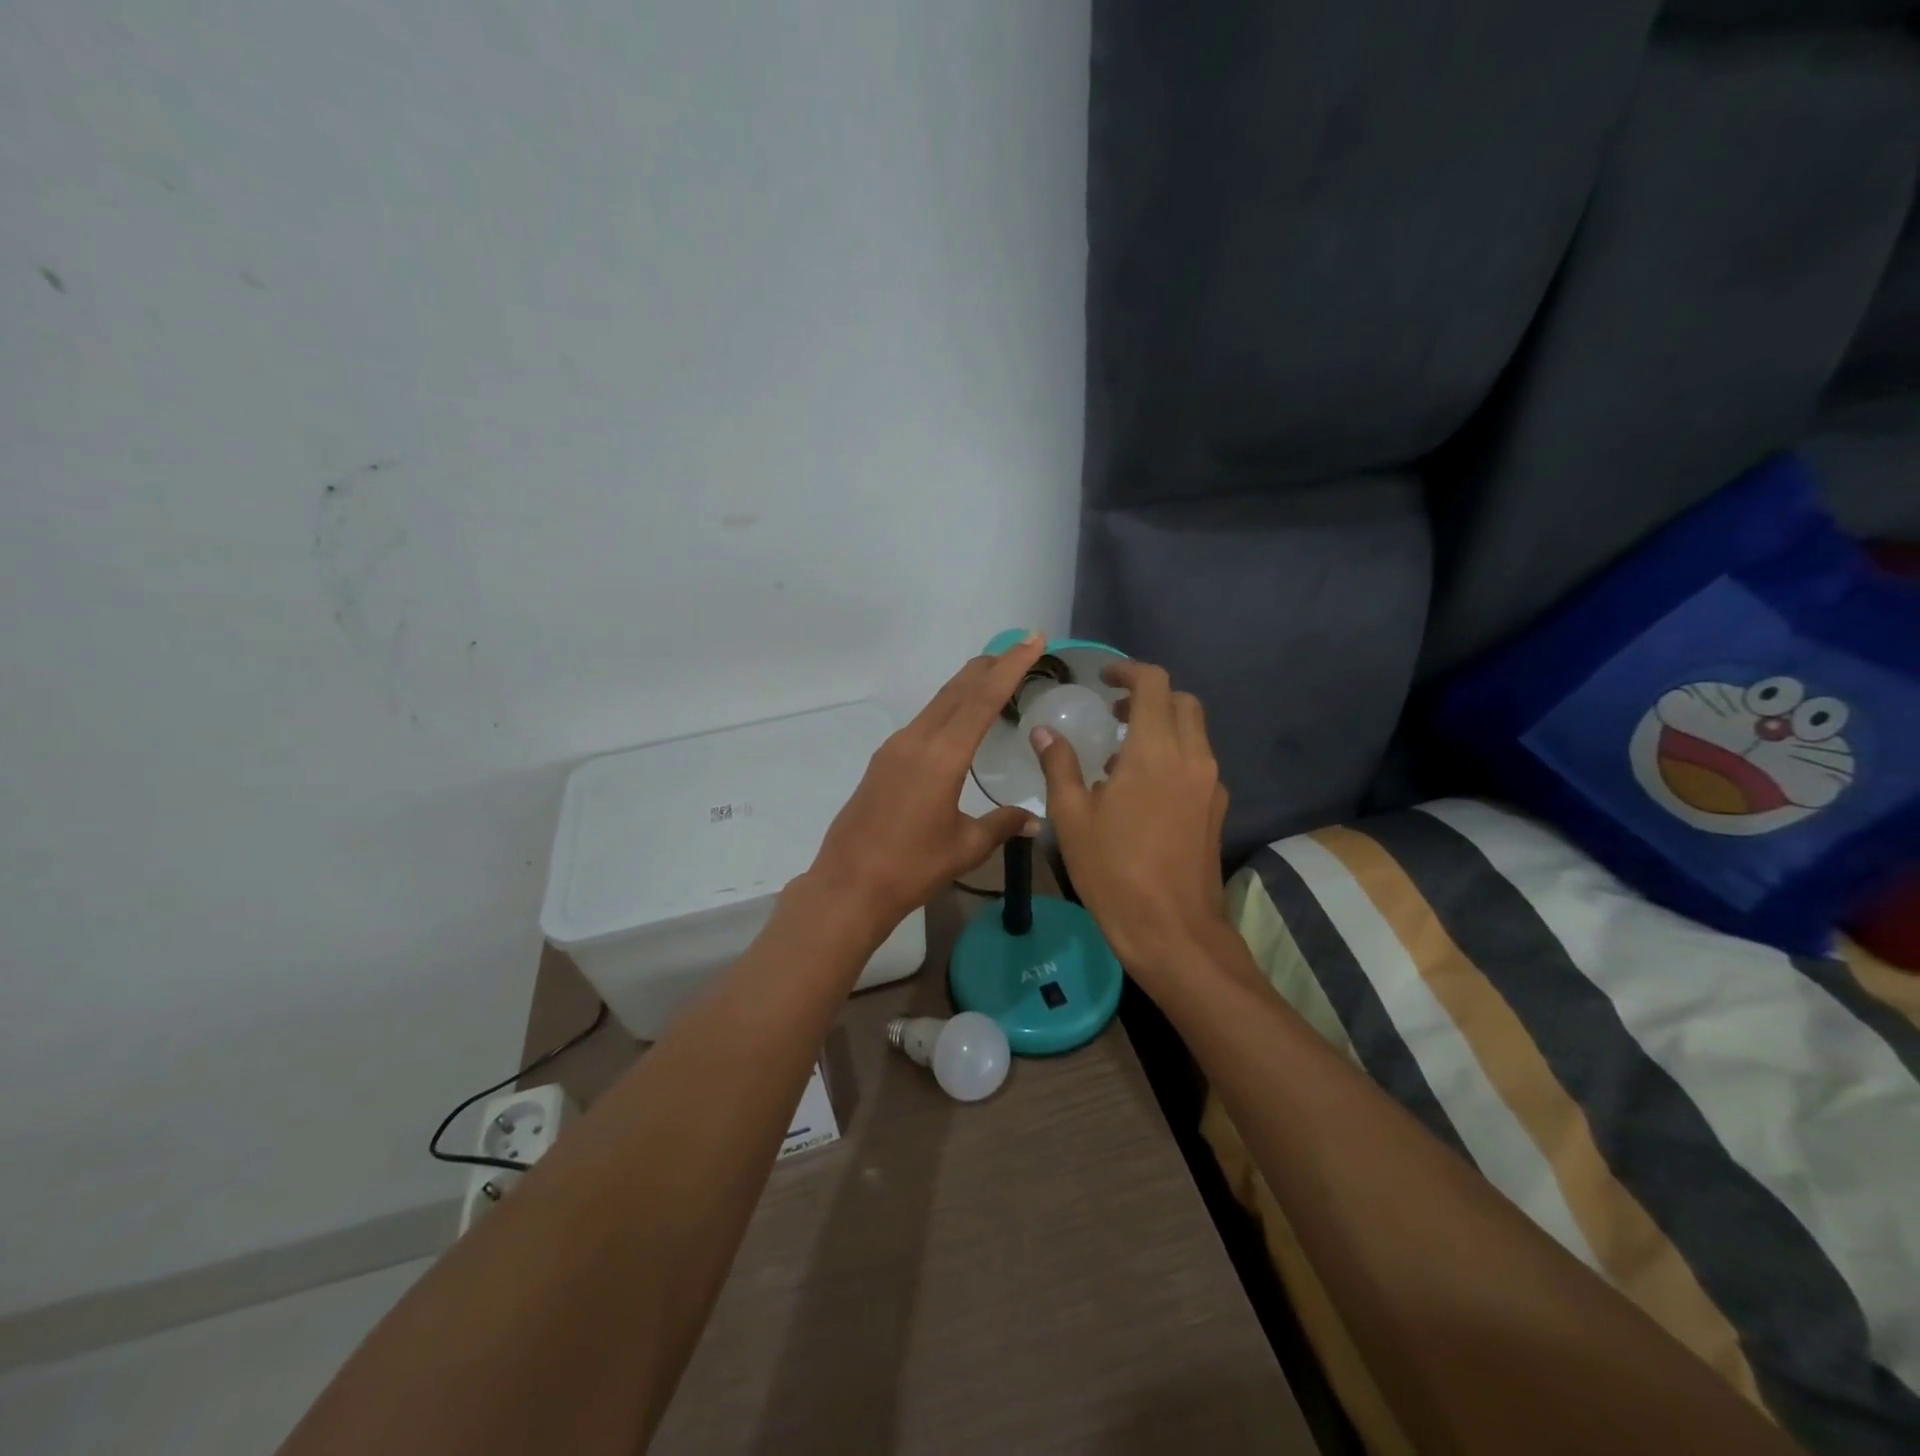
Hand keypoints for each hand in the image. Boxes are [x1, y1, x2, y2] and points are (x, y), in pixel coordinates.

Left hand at [806, 634, 1046, 937]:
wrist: (848, 886)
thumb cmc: (911, 868)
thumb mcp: (965, 847)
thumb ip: (1002, 825)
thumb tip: (1034, 819)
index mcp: (942, 756)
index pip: (983, 699)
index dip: (1011, 666)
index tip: (1032, 639)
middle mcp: (916, 741)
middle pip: (957, 691)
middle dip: (989, 667)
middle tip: (1018, 650)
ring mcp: (894, 749)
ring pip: (937, 704)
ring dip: (966, 687)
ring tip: (993, 678)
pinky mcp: (882, 762)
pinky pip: (923, 723)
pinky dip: (947, 710)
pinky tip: (957, 723)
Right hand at [1033, 660, 1229, 976]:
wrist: (1172, 930)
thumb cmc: (1113, 870)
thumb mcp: (1072, 817)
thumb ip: (1059, 765)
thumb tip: (1044, 731)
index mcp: (1155, 751)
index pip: (1154, 684)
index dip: (1128, 671)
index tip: (1104, 678)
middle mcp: (1192, 757)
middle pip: (1181, 702)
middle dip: (1148, 697)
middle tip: (1112, 713)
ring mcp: (1210, 784)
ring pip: (1194, 732)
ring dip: (1162, 726)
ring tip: (1120, 753)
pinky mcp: (1216, 808)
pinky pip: (1198, 762)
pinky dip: (1173, 755)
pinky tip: (1142, 789)